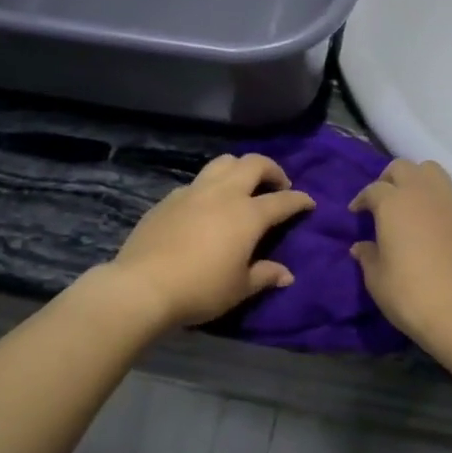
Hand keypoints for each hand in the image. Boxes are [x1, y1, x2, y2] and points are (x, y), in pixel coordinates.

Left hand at [105, 154, 314, 330]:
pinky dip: (212, 186)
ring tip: (243, 186)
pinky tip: (208, 206)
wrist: (143, 285)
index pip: (282, 201)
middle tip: (278, 185)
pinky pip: (197, 182)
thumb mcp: (239, 288)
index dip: (300, 200)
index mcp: (247, 214)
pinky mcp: (169, 199)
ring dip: (240, 168)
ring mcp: (193, 192)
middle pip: (253, 164)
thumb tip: (286, 274)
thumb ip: (265, 275)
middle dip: (272, 169)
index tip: (309, 203)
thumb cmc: (200, 289)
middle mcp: (223, 194)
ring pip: (223, 163)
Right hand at [349, 159, 451, 346]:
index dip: (362, 199)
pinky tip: (435, 230)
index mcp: (394, 204)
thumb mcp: (377, 280)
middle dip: (389, 179)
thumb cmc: (411, 295)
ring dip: (418, 182)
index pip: (374, 189)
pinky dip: (439, 205)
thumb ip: (368, 256)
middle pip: (404, 168)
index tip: (356, 213)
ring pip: (433, 173)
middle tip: (382, 201)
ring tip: (410, 206)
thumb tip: (362, 246)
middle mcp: (424, 195)